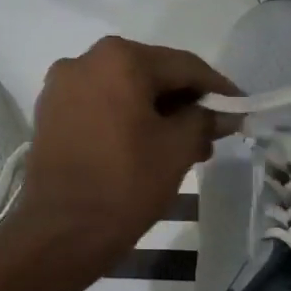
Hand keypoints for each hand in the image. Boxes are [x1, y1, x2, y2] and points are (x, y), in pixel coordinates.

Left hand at [17, 36, 236, 274]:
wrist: (60, 232)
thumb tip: (225, 113)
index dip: (217, 89)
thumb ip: (205, 120)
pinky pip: (99, 107)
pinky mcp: (49, 114)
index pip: (183, 66)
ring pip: (123, 92)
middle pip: (150, 75)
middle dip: (184, 103)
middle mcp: (83, 60)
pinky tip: (146, 146)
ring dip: (155, 114)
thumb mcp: (177, 149)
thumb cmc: (125, 184)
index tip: (242, 109)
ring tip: (184, 147)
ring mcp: (60, 88)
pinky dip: (125, 120)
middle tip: (212, 134)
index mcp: (118, 58)